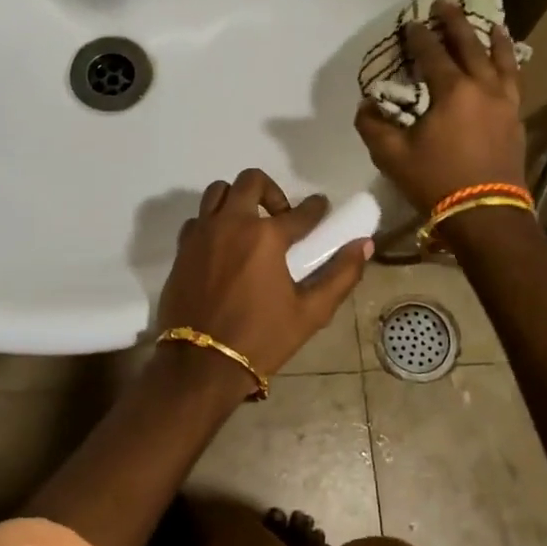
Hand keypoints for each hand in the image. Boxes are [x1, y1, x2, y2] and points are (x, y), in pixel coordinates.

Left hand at [157, 169, 371, 384]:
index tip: (321, 207)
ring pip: (218, 192)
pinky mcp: (182, 248)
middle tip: (281, 216)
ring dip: (237, 198)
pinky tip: (223, 245)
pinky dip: (212, 221)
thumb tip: (364, 245)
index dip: (316, 208)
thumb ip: (340, 275)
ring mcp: (202, 233)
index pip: (301, 211)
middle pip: (251, 181)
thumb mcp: (310, 313)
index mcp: (266, 236)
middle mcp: (232, 223)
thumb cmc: (261, 339)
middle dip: (272, 190)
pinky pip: (197, 219)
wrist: (201, 364)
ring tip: (249, 224)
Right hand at [355, 0, 526, 212]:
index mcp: (452, 91)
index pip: (433, 54)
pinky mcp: (516, 120)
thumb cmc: (436, 182)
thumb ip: (373, 127)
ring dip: (494, 39)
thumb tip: (366, 106)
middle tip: (446, 3)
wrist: (486, 214)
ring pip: (502, 61)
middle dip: (456, 23)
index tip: (411, 23)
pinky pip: (515, 82)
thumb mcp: (392, 156)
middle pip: (471, 46)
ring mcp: (505, 103)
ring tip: (492, 24)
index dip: (420, 36)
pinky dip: (510, 65)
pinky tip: (508, 65)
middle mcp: (483, 88)